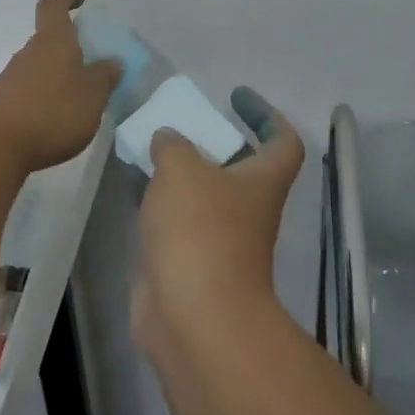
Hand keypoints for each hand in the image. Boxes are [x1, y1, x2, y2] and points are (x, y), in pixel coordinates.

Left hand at [0, 0, 121, 173]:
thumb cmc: (52, 112)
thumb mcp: (92, 96)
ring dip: (59, 73)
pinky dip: (47, 94)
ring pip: (41, 65)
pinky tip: (59, 117)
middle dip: (70, 46)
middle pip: (49, 39)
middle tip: (93, 61)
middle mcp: (30, 52)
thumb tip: (112, 61)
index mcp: (53, 41)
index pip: (53, 6)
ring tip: (82, 96)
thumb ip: (104, 77)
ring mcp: (13, 77)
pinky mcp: (4, 102)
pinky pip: (32, 88)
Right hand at [133, 87, 305, 353]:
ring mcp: (219, 239)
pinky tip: (131, 184)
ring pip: (201, 193)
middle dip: (209, 142)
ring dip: (178, 171)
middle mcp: (247, 208)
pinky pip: (176, 219)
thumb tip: (168, 138)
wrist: (194, 318)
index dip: (267, 114)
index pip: (283, 141)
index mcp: (262, 181)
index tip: (237, 96)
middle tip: (177, 123)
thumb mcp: (182, 169)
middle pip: (237, 166)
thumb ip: (172, 144)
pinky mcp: (189, 262)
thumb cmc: (201, 231)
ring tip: (146, 146)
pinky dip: (157, 200)